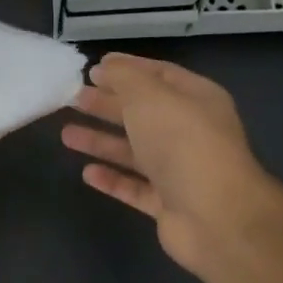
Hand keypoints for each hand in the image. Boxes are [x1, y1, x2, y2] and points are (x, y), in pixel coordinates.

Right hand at [61, 53, 282, 273]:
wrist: (216, 216)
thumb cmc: (182, 143)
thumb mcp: (149, 96)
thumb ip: (124, 77)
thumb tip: (105, 67)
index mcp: (196, 99)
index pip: (159, 75)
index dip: (126, 69)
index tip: (92, 68)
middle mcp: (191, 132)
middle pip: (143, 113)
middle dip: (108, 104)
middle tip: (74, 98)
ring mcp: (181, 170)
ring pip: (134, 151)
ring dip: (101, 141)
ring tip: (66, 134)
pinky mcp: (169, 204)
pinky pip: (135, 187)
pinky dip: (112, 179)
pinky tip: (87, 173)